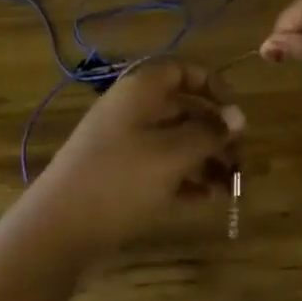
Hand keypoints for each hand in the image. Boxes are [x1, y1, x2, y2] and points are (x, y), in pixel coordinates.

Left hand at [25, 60, 243, 260]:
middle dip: (215, 132)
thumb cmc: (121, 179)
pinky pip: (160, 167)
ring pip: (174, 141)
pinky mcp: (119, 175)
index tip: (237, 115)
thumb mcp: (172, 155)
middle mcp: (132, 109)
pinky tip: (207, 198)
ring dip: (205, 159)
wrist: (58, 229)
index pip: (183, 71)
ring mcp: (123, 143)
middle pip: (183, 109)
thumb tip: (239, 117)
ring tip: (232, 187)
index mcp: (142, 91)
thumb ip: (208, 134)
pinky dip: (184, 178)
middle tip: (243, 160)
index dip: (214, 87)